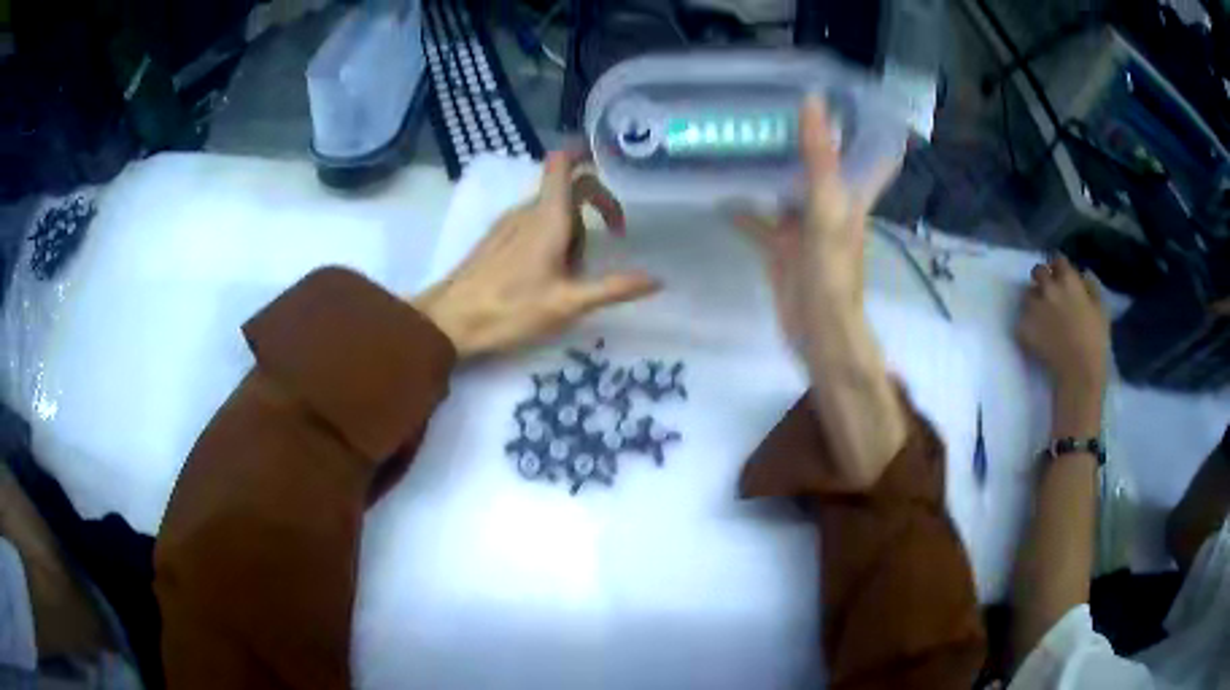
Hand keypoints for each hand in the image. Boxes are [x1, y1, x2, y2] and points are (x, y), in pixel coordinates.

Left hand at [413, 151, 659, 358]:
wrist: (448, 322)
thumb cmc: (509, 309)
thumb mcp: (568, 303)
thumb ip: (613, 288)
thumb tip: (658, 279)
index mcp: (547, 216)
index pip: (564, 163)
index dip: (586, 154)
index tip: (611, 166)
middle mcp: (528, 211)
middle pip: (568, 191)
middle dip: (595, 210)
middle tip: (609, 243)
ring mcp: (508, 223)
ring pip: (552, 211)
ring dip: (573, 232)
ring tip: (571, 276)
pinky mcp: (496, 239)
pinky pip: (533, 225)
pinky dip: (551, 239)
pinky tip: (545, 277)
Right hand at [733, 96, 899, 348]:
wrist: (817, 330)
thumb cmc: (831, 269)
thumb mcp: (826, 206)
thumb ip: (818, 157)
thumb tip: (812, 100)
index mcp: (848, 193)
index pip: (858, 149)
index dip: (851, 121)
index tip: (830, 90)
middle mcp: (828, 205)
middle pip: (816, 163)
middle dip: (797, 136)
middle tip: (768, 102)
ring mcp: (803, 227)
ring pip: (785, 188)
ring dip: (768, 168)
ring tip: (738, 139)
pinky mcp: (782, 248)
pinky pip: (761, 221)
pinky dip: (742, 210)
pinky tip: (719, 195)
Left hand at [1016, 255, 1109, 393]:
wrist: (1079, 373)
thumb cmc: (1096, 342)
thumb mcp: (1101, 309)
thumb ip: (1091, 286)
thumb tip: (1083, 273)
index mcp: (1068, 280)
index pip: (1057, 259)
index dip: (1059, 267)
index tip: (1061, 276)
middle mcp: (1048, 288)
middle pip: (1038, 271)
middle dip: (1043, 279)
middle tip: (1049, 294)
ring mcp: (1034, 307)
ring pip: (1028, 294)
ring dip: (1034, 301)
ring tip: (1043, 316)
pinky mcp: (1023, 327)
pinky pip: (1022, 319)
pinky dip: (1029, 324)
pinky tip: (1038, 334)